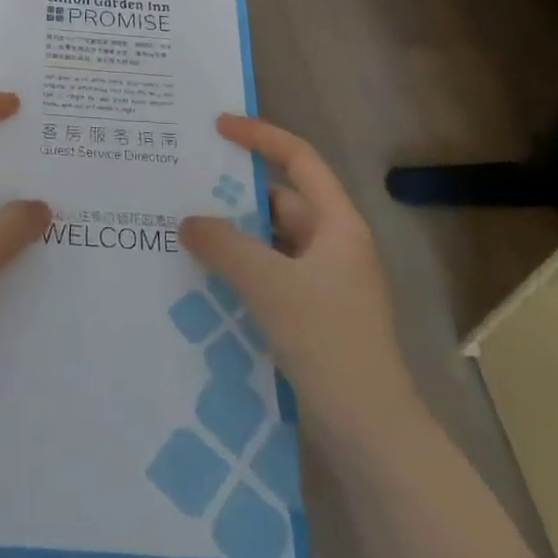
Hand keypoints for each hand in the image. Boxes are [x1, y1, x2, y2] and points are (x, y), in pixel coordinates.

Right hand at [180, 116, 414, 422]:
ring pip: (273, 241)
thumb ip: (224, 246)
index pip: (299, 159)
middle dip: (236, 193)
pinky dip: (242, 269)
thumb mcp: (268, 284)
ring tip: (186, 231)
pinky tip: (207, 278)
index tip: (218, 126)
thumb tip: (188, 222)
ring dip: (235, 235)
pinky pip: (271, 274)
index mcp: (338, 225)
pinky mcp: (314, 314)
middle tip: (187, 186)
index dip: (260, 136)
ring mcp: (326, 282)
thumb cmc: (327, 341)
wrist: (371, 431)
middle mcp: (335, 245)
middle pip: (281, 201)